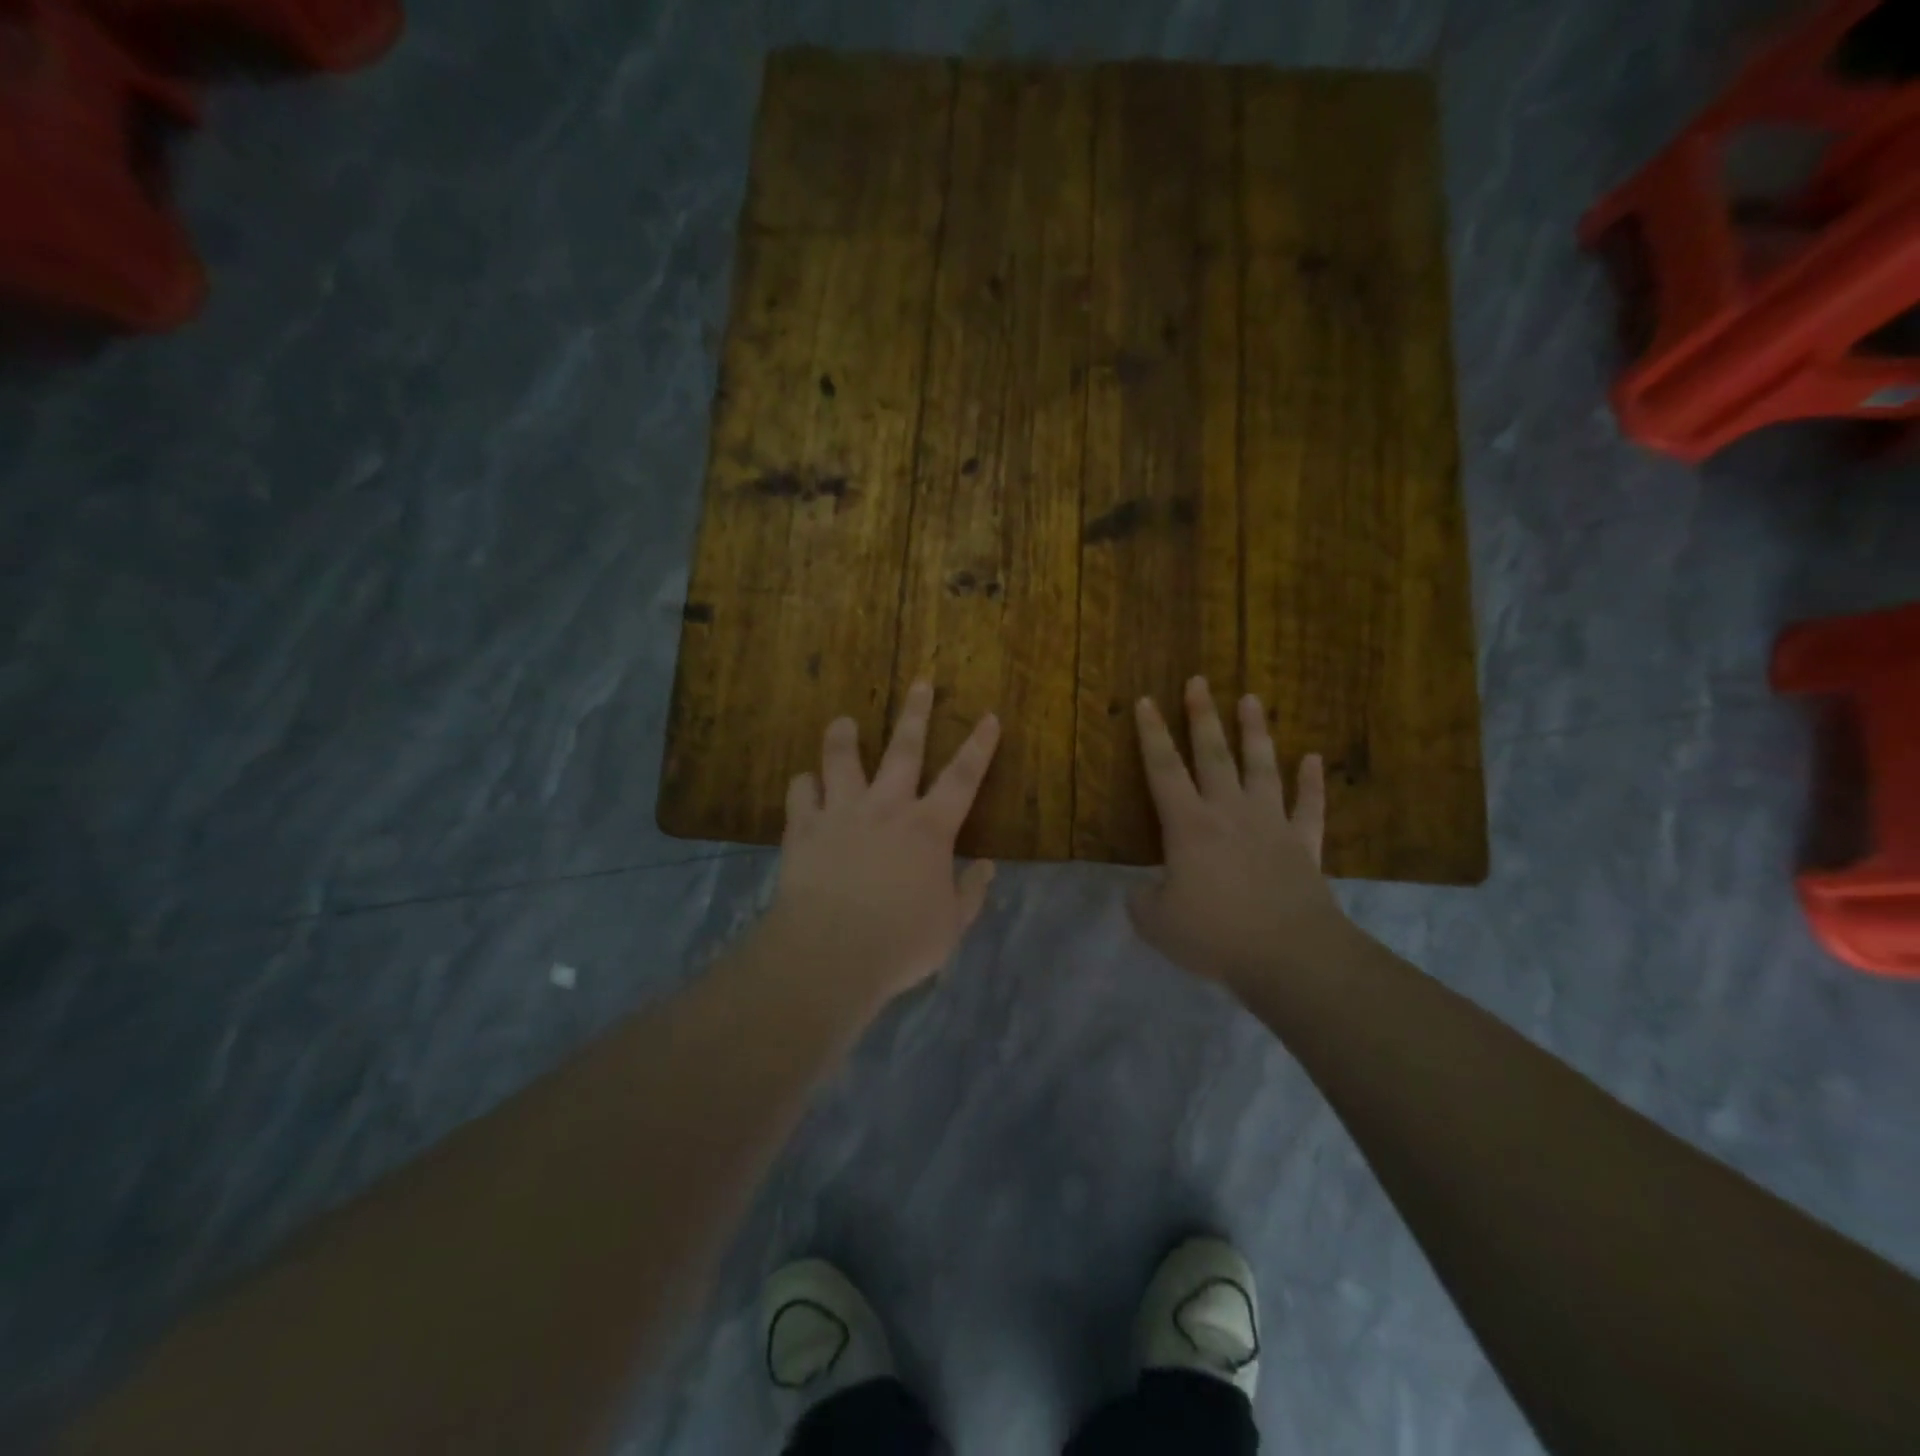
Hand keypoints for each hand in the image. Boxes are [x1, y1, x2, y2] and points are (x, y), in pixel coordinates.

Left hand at [760, 681, 1001, 1008]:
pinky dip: (803, 785)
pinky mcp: (803, 828)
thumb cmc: (900, 942)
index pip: (963, 777)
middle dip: (916, 713)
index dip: (979, 746)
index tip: (989, 716)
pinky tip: (804, 783)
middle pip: (904, 749)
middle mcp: (886, 807)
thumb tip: (986, 867)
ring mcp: (841, 813)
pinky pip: (800, 793)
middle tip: (920, 682)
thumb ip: (970, 893)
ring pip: (841, 759)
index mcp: (928, 829)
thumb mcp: (950, 926)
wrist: (830, 952)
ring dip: (842, 737)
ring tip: (842, 721)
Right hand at [1129, 676, 1348, 988]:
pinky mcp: (1303, 844)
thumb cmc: (1215, 934)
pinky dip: (1312, 782)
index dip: (1152, 734)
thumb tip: (1142, 891)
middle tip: (1199, 681)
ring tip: (1252, 699)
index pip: (1163, 769)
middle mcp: (1229, 812)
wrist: (1290, 956)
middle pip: (1213, 754)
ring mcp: (1271, 824)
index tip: (1146, 700)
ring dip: (1255, 732)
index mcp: (1188, 825)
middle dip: (1202, 716)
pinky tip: (1313, 759)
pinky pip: (1309, 806)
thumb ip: (1142, 901)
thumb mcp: (1156, 923)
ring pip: (1262, 767)